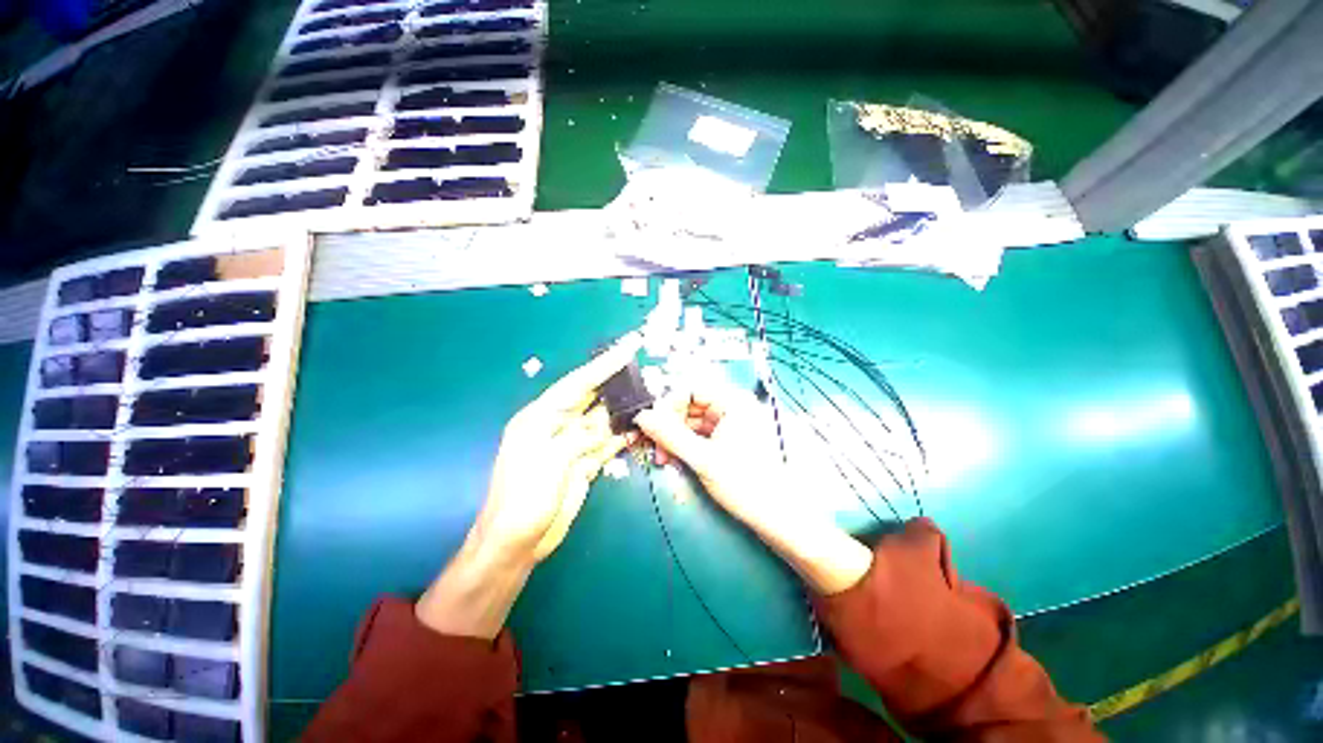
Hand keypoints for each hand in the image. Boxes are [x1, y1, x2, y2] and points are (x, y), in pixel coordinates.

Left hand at [417, 333, 642, 638]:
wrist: (516, 543)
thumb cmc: (523, 499)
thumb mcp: (550, 462)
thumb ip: (580, 437)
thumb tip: (604, 427)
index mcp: (541, 417)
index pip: (578, 384)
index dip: (603, 366)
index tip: (627, 349)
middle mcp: (557, 426)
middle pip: (592, 398)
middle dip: (616, 384)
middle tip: (643, 371)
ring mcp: (572, 446)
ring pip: (602, 421)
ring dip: (623, 411)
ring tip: (648, 398)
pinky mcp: (583, 464)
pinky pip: (606, 444)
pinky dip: (622, 437)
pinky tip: (639, 429)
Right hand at [635, 381, 873, 594]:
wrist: (776, 518)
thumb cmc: (743, 483)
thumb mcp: (702, 458)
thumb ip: (669, 435)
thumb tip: (641, 416)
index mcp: (734, 402)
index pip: (692, 388)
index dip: (669, 404)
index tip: (650, 424)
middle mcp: (733, 407)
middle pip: (691, 405)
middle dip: (669, 425)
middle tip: (654, 447)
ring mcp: (731, 424)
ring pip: (693, 421)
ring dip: (674, 437)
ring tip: (663, 459)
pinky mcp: (729, 439)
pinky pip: (700, 434)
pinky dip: (685, 445)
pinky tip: (675, 459)